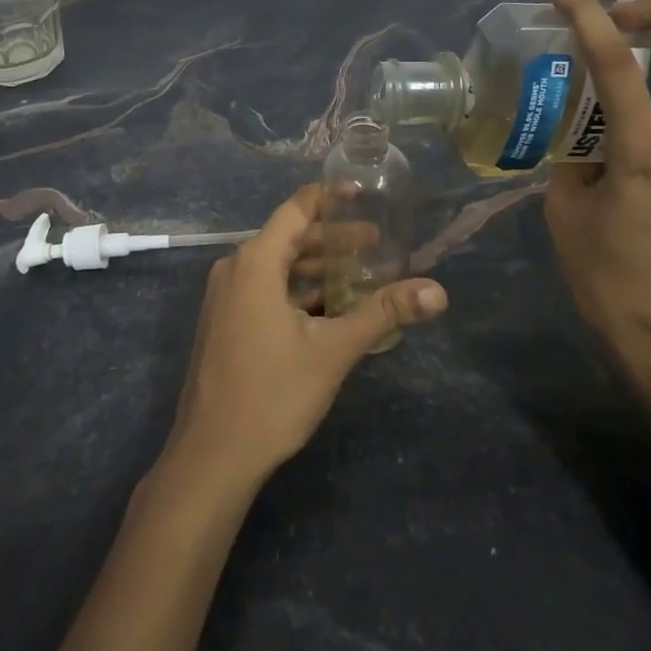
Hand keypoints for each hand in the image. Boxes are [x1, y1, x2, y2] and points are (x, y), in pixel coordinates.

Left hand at [162, 185, 447, 490]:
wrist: (212, 456)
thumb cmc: (272, 394)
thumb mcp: (333, 351)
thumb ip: (383, 313)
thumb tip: (438, 292)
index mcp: (255, 262)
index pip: (297, 209)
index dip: (330, 197)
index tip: (363, 193)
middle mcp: (235, 269)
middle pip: (289, 237)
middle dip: (333, 238)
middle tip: (377, 243)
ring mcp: (226, 297)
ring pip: (277, 266)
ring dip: (316, 267)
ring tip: (360, 274)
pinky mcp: (225, 322)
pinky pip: (265, 289)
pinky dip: (297, 290)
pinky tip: (328, 308)